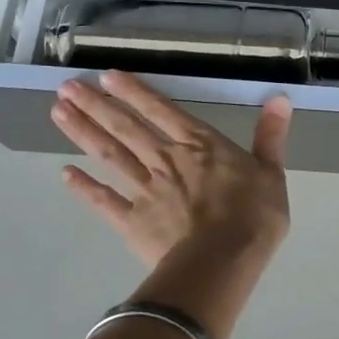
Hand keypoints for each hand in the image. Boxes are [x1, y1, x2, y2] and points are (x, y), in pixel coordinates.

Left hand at [51, 70, 292, 267]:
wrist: (222, 263)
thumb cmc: (253, 217)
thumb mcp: (272, 173)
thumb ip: (271, 136)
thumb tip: (281, 99)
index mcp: (199, 144)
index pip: (162, 110)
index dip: (135, 91)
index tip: (106, 76)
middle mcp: (166, 159)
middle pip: (126, 127)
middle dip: (95, 105)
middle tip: (66, 87)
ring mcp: (145, 189)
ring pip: (109, 155)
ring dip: (84, 133)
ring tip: (57, 113)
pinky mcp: (132, 221)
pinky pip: (104, 201)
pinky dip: (84, 188)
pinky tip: (65, 173)